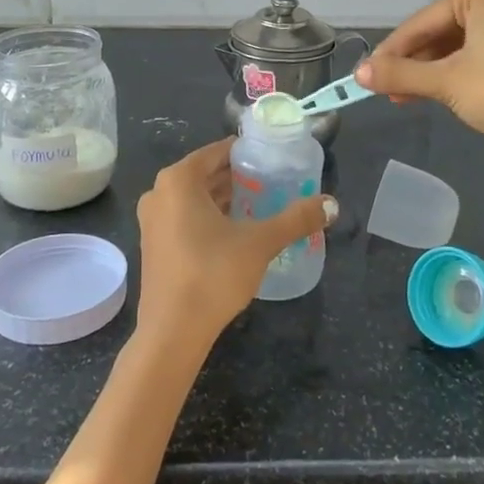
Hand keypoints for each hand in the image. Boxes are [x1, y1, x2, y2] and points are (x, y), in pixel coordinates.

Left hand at [134, 140, 335, 352]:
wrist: (173, 331)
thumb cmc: (213, 273)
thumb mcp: (260, 242)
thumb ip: (296, 219)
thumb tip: (332, 204)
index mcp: (179, 180)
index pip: (217, 152)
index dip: (246, 154)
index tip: (272, 159)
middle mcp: (159, 193)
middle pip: (204, 174)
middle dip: (237, 177)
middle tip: (271, 181)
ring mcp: (152, 221)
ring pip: (193, 197)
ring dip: (223, 199)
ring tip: (259, 204)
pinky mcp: (153, 245)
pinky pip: (184, 217)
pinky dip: (207, 217)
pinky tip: (235, 231)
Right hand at [357, 0, 483, 155]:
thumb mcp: (445, 82)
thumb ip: (400, 74)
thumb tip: (358, 74)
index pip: (423, 21)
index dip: (391, 50)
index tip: (367, 74)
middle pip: (442, 30)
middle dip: (413, 62)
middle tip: (389, 90)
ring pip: (461, 44)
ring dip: (433, 70)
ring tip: (410, 97)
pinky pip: (482, 52)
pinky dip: (459, 71)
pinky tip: (443, 93)